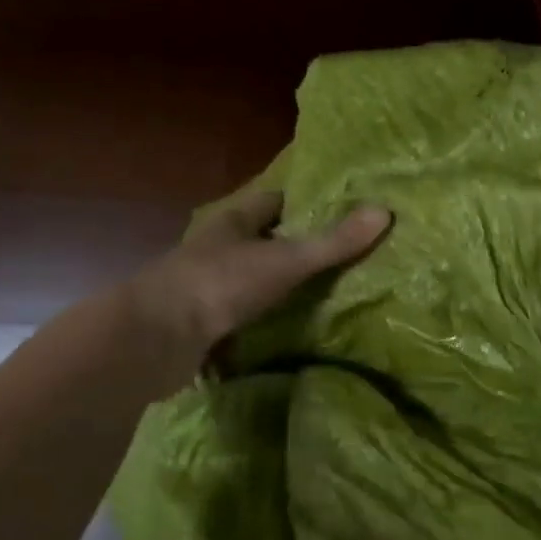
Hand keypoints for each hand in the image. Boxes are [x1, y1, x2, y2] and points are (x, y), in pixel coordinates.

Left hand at [135, 186, 391, 362]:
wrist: (155, 339)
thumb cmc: (221, 283)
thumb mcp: (287, 260)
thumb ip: (334, 242)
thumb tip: (385, 211)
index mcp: (233, 221)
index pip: (272, 201)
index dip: (302, 204)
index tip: (335, 211)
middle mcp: (215, 247)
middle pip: (259, 239)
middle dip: (291, 246)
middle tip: (336, 257)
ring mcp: (202, 285)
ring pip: (247, 278)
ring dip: (273, 286)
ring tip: (318, 296)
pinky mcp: (196, 322)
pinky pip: (236, 315)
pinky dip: (257, 322)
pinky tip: (282, 333)